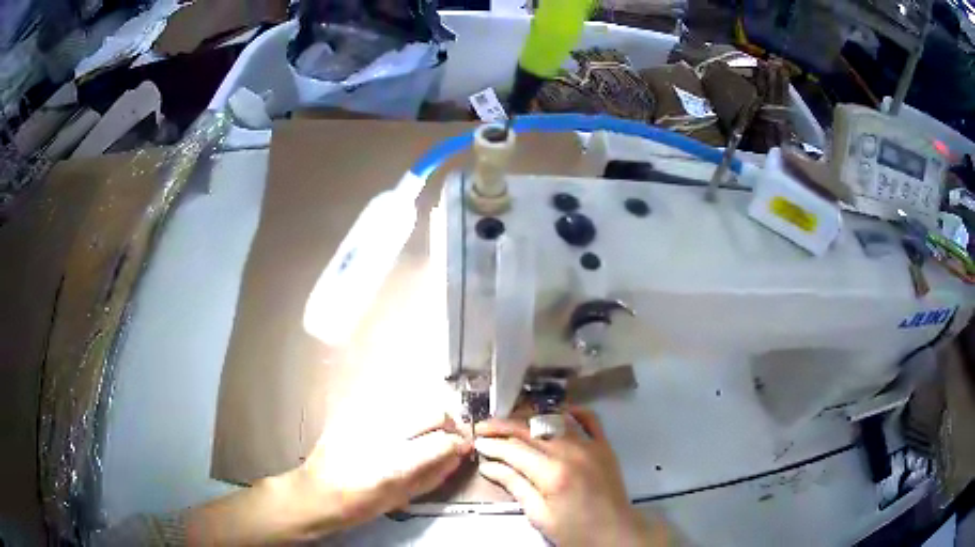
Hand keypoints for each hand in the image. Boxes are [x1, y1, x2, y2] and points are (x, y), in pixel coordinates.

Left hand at [287, 413, 471, 533]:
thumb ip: (433, 476)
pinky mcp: (353, 411)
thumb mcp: (400, 498)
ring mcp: (366, 418)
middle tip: (446, 437)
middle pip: (432, 412)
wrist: (315, 492)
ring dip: (426, 417)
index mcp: (394, 464)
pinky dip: (403, 413)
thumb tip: (457, 456)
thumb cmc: (359, 505)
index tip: (462, 446)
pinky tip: (397, 429)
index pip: (442, 441)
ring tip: (421, 433)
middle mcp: (382, 435)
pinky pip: (390, 403)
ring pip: (413, 403)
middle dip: (447, 423)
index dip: (459, 443)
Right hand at [475, 407, 665, 546]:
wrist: (614, 533)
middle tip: (483, 428)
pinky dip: (572, 412)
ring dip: (529, 418)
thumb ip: (515, 485)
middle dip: (503, 427)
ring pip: (554, 421)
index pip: (514, 449)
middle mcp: (571, 452)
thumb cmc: (574, 531)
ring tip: (511, 422)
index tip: (476, 442)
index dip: (492, 445)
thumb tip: (488, 466)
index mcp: (552, 473)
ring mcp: (590, 445)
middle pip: (530, 430)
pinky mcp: (604, 446)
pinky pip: (589, 419)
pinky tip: (556, 412)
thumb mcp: (539, 515)